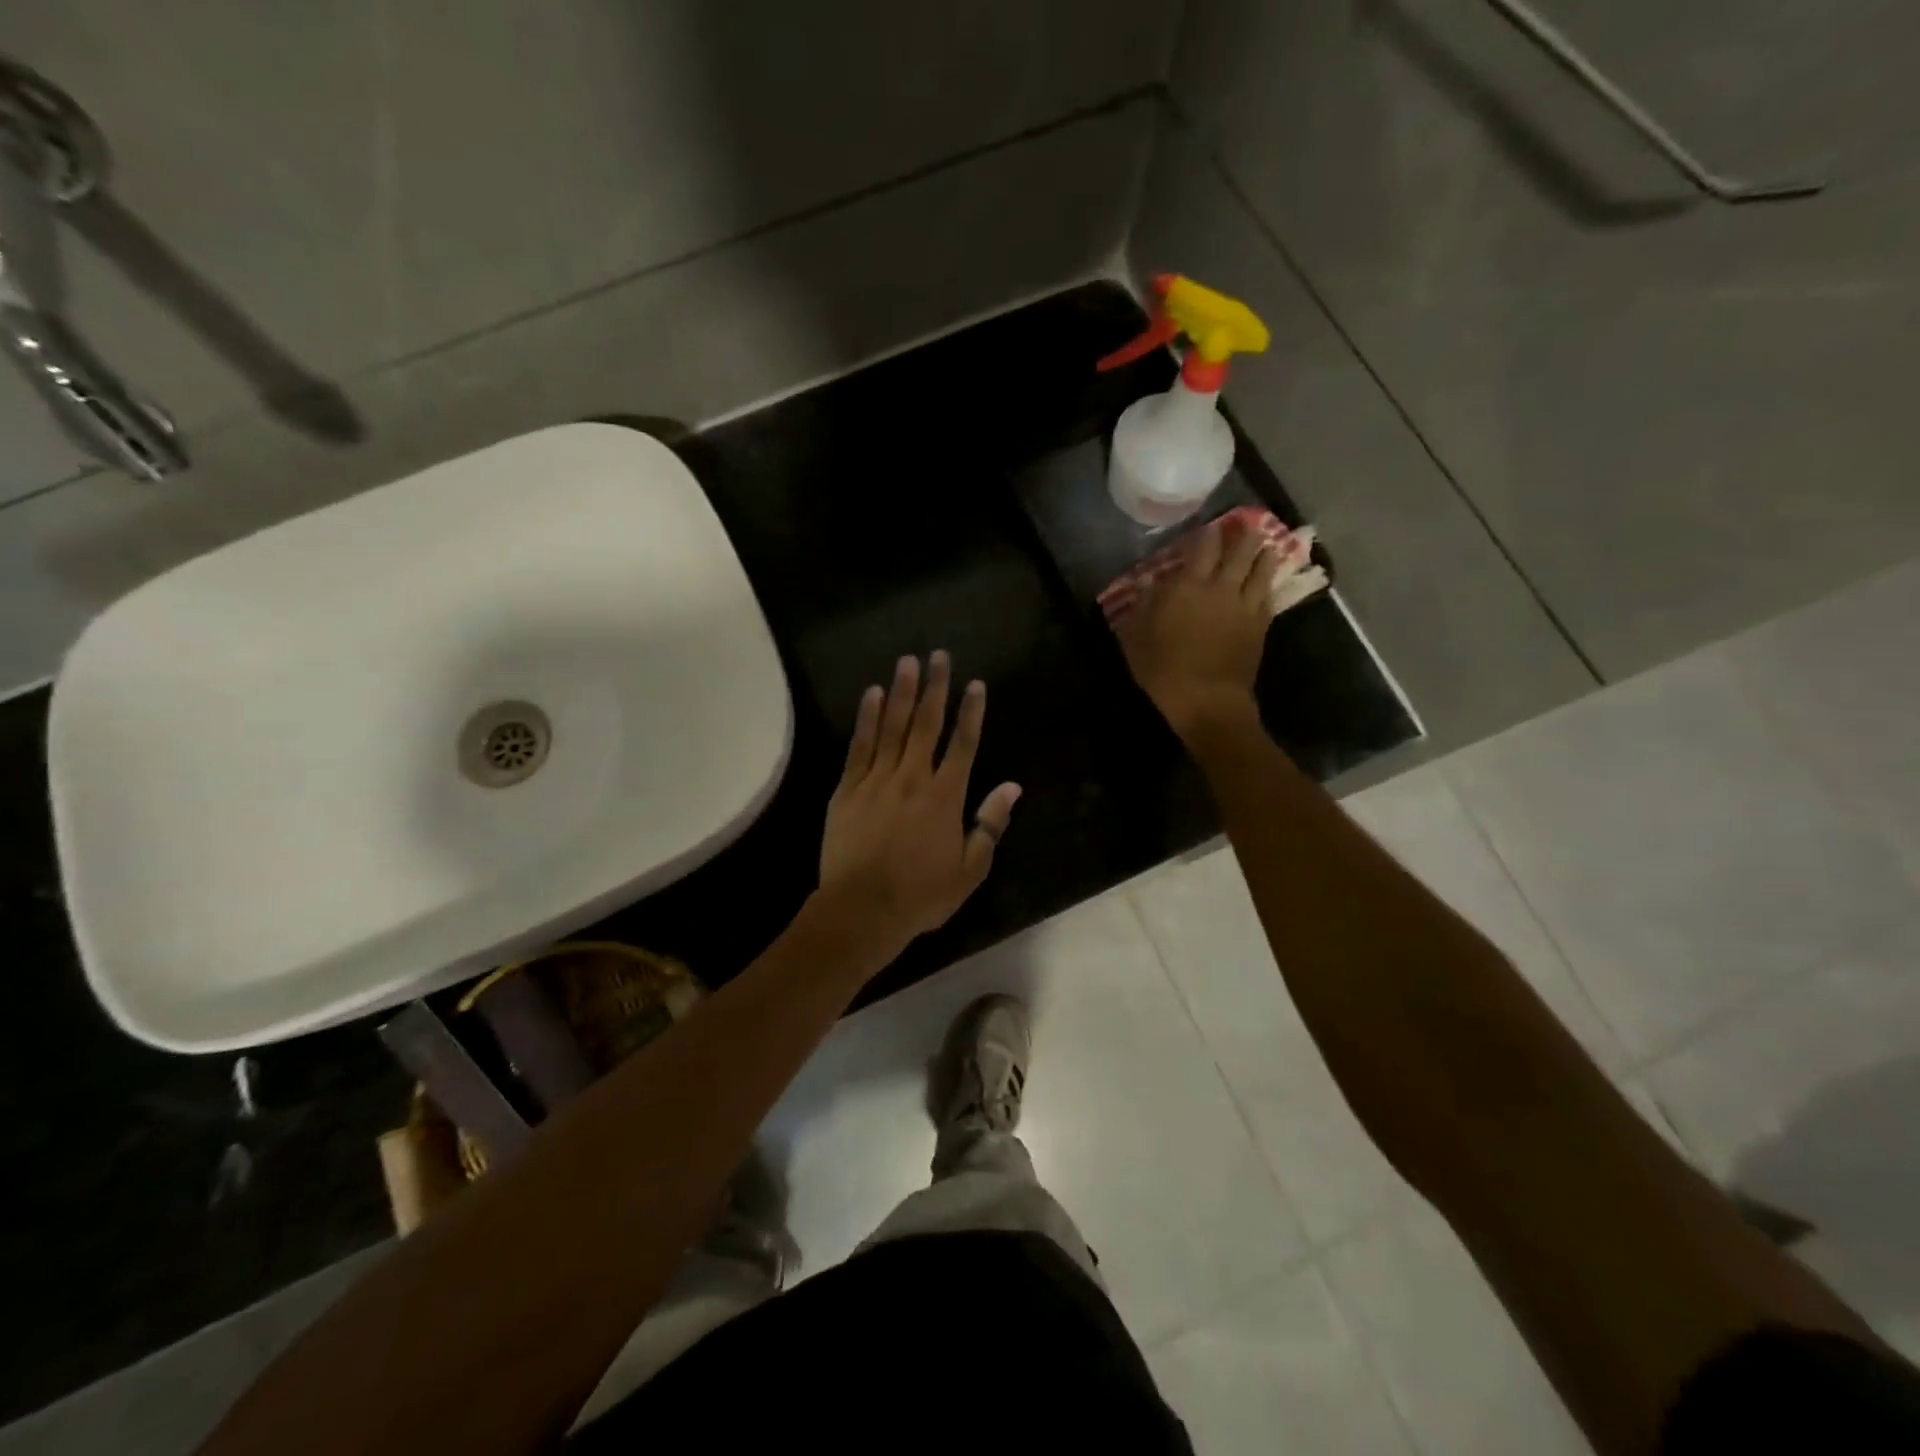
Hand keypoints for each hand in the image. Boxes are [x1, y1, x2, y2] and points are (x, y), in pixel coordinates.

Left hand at [818, 652, 1021, 956]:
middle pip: (927, 724)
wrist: (862, 909)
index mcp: (945, 796)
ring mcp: (877, 780)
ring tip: (907, 661)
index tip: (975, 684)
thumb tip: (1012, 787)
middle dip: (935, 687)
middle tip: (938, 655)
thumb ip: (990, 825)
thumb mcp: (970, 870)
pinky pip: (860, 746)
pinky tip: (871, 695)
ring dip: (901, 692)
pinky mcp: (847, 789)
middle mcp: (913, 778)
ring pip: (892, 727)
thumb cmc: (921, 895)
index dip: (971, 712)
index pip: (963, 744)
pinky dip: (866, 719)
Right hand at [1115, 516, 1280, 742]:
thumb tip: (1148, 583)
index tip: (1207, 524)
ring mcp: (1244, 606)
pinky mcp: (1260, 626)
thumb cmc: (1163, 669)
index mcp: (1188, 586)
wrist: (1207, 700)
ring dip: (1264, 554)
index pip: (1202, 548)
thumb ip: (1142, 607)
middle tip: (1247, 523)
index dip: (1206, 532)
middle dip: (1243, 535)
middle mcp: (1220, 588)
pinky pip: (1268, 597)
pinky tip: (1269, 582)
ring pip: (1260, 570)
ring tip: (1267, 545)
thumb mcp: (1135, 638)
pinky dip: (1269, 585)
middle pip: (1238, 552)